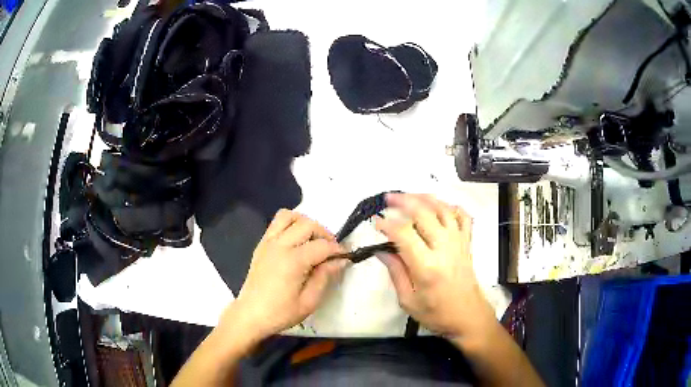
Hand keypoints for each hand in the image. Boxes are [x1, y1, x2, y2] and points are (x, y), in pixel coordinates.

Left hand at [218, 210, 346, 347]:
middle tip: (330, 250)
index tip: (345, 256)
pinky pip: (276, 223)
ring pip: (289, 216)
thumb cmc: (280, 312)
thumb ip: (325, 277)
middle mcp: (279, 245)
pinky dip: (290, 225)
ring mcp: (267, 242)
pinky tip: (296, 243)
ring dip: (305, 223)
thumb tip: (340, 260)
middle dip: (324, 234)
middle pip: (307, 224)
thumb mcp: (309, 301)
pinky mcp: (261, 245)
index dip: (337, 250)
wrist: (250, 315)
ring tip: (312, 240)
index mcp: (293, 261)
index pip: (322, 246)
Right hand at [375, 193, 494, 339]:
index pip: (404, 234)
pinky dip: (451, 207)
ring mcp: (459, 243)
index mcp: (427, 267)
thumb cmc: (436, 314)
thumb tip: (381, 251)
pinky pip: (463, 217)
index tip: (376, 221)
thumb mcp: (408, 300)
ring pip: (443, 209)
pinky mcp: (467, 244)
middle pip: (424, 213)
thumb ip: (396, 272)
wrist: (468, 317)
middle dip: (404, 201)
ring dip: (425, 198)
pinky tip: (440, 207)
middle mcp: (444, 249)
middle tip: (388, 199)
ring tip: (410, 196)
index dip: (387, 224)